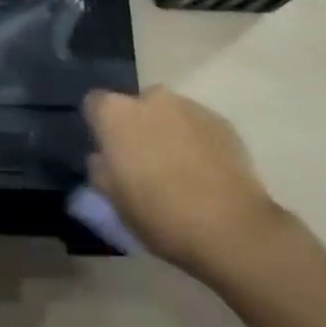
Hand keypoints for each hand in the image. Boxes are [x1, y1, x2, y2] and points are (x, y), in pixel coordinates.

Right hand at [84, 88, 281, 274]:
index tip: (108, 153)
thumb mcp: (114, 202)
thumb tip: (102, 157)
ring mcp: (189, 106)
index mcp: (116, 114)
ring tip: (179, 170)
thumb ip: (101, 170)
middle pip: (134, 106)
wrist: (231, 227)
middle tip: (144, 163)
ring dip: (167, 132)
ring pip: (168, 114)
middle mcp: (150, 98)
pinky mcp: (220, 121)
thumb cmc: (160, 215)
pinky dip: (196, 141)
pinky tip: (206, 173)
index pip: (94, 104)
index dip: (99, 127)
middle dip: (137, 127)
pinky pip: (197, 125)